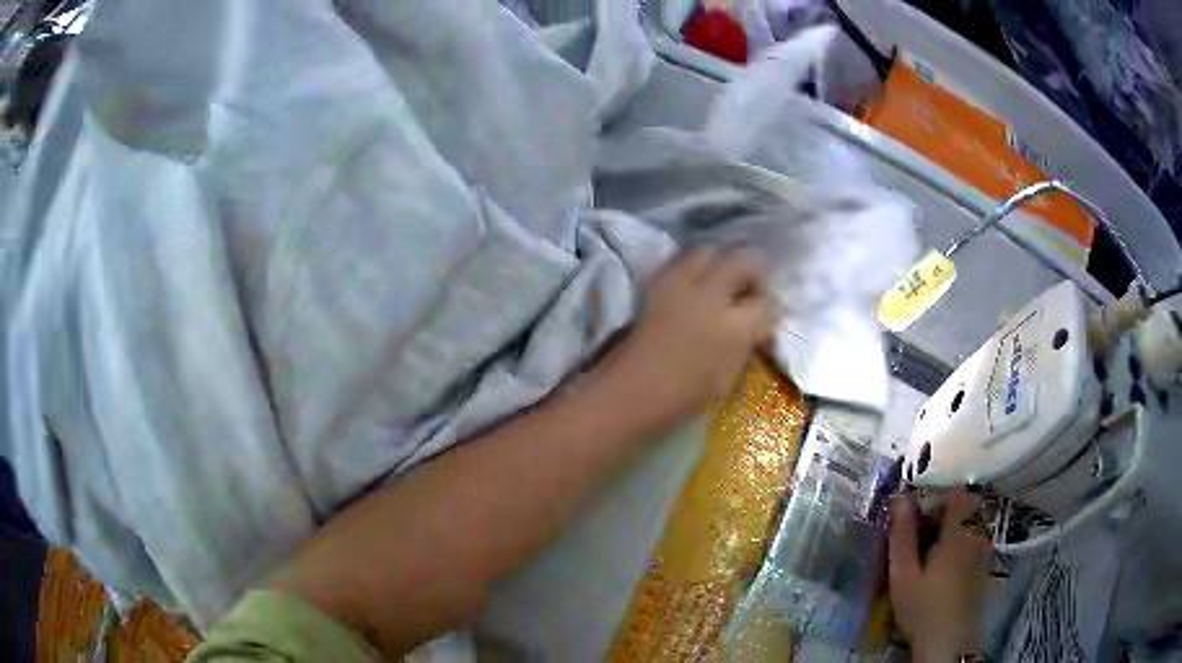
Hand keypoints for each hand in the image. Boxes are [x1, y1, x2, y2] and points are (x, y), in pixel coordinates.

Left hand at [600, 247, 777, 428]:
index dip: (771, 310)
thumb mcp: (727, 379)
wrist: (628, 393)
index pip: (767, 304)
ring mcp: (678, 285)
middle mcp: (710, 296)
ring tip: (722, 282)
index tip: (767, 319)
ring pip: (710, 251)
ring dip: (721, 261)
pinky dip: (693, 266)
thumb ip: (745, 347)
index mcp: (734, 328)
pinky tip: (694, 286)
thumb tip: (755, 331)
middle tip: (752, 291)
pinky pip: (680, 260)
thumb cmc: (682, 399)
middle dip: (754, 272)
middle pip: (744, 259)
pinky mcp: (654, 283)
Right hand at [889, 488, 990, 662]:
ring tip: (928, 560)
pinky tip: (942, 574)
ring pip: (969, 527)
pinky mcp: (985, 568)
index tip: (918, 519)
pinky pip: (973, 543)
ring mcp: (984, 552)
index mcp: (959, 532)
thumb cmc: (923, 609)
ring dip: (950, 533)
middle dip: (941, 518)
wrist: (949, 643)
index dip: (937, 498)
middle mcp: (977, 535)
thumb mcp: (903, 575)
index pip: (957, 493)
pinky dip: (958, 547)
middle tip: (918, 543)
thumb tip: (900, 498)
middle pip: (964, 509)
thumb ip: (902, 535)